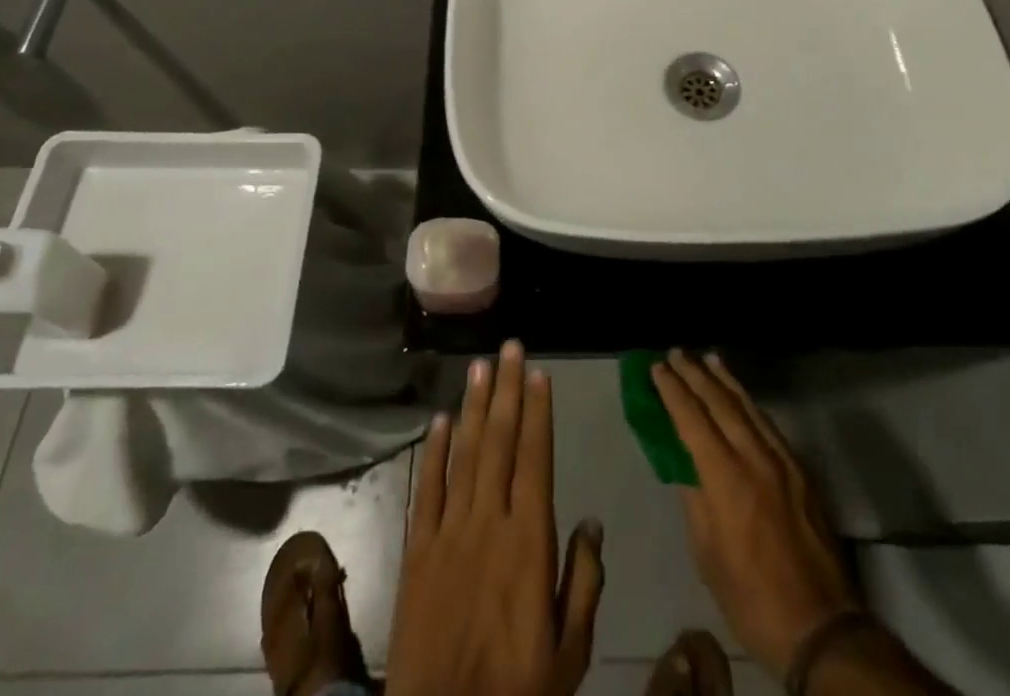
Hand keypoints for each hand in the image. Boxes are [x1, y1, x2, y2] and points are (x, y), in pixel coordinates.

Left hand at [386, 342, 604, 695]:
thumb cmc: (517, 689)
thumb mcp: (569, 651)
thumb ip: (583, 582)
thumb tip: (592, 522)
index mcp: (529, 541)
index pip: (535, 459)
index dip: (538, 413)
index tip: (539, 373)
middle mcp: (489, 522)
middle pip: (499, 442)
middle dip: (506, 390)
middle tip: (510, 347)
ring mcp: (449, 532)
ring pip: (464, 454)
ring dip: (473, 406)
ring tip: (480, 365)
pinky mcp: (418, 549)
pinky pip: (427, 489)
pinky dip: (434, 451)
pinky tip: (440, 419)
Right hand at [652, 351, 858, 678]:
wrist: (820, 627)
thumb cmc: (750, 597)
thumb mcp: (706, 553)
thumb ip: (694, 498)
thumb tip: (685, 462)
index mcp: (725, 478)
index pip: (691, 419)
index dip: (672, 391)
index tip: (657, 367)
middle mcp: (754, 457)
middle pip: (719, 402)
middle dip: (695, 374)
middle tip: (676, 352)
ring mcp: (782, 461)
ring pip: (748, 406)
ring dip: (725, 380)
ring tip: (708, 358)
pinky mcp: (800, 471)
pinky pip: (768, 424)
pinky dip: (749, 402)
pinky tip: (741, 396)